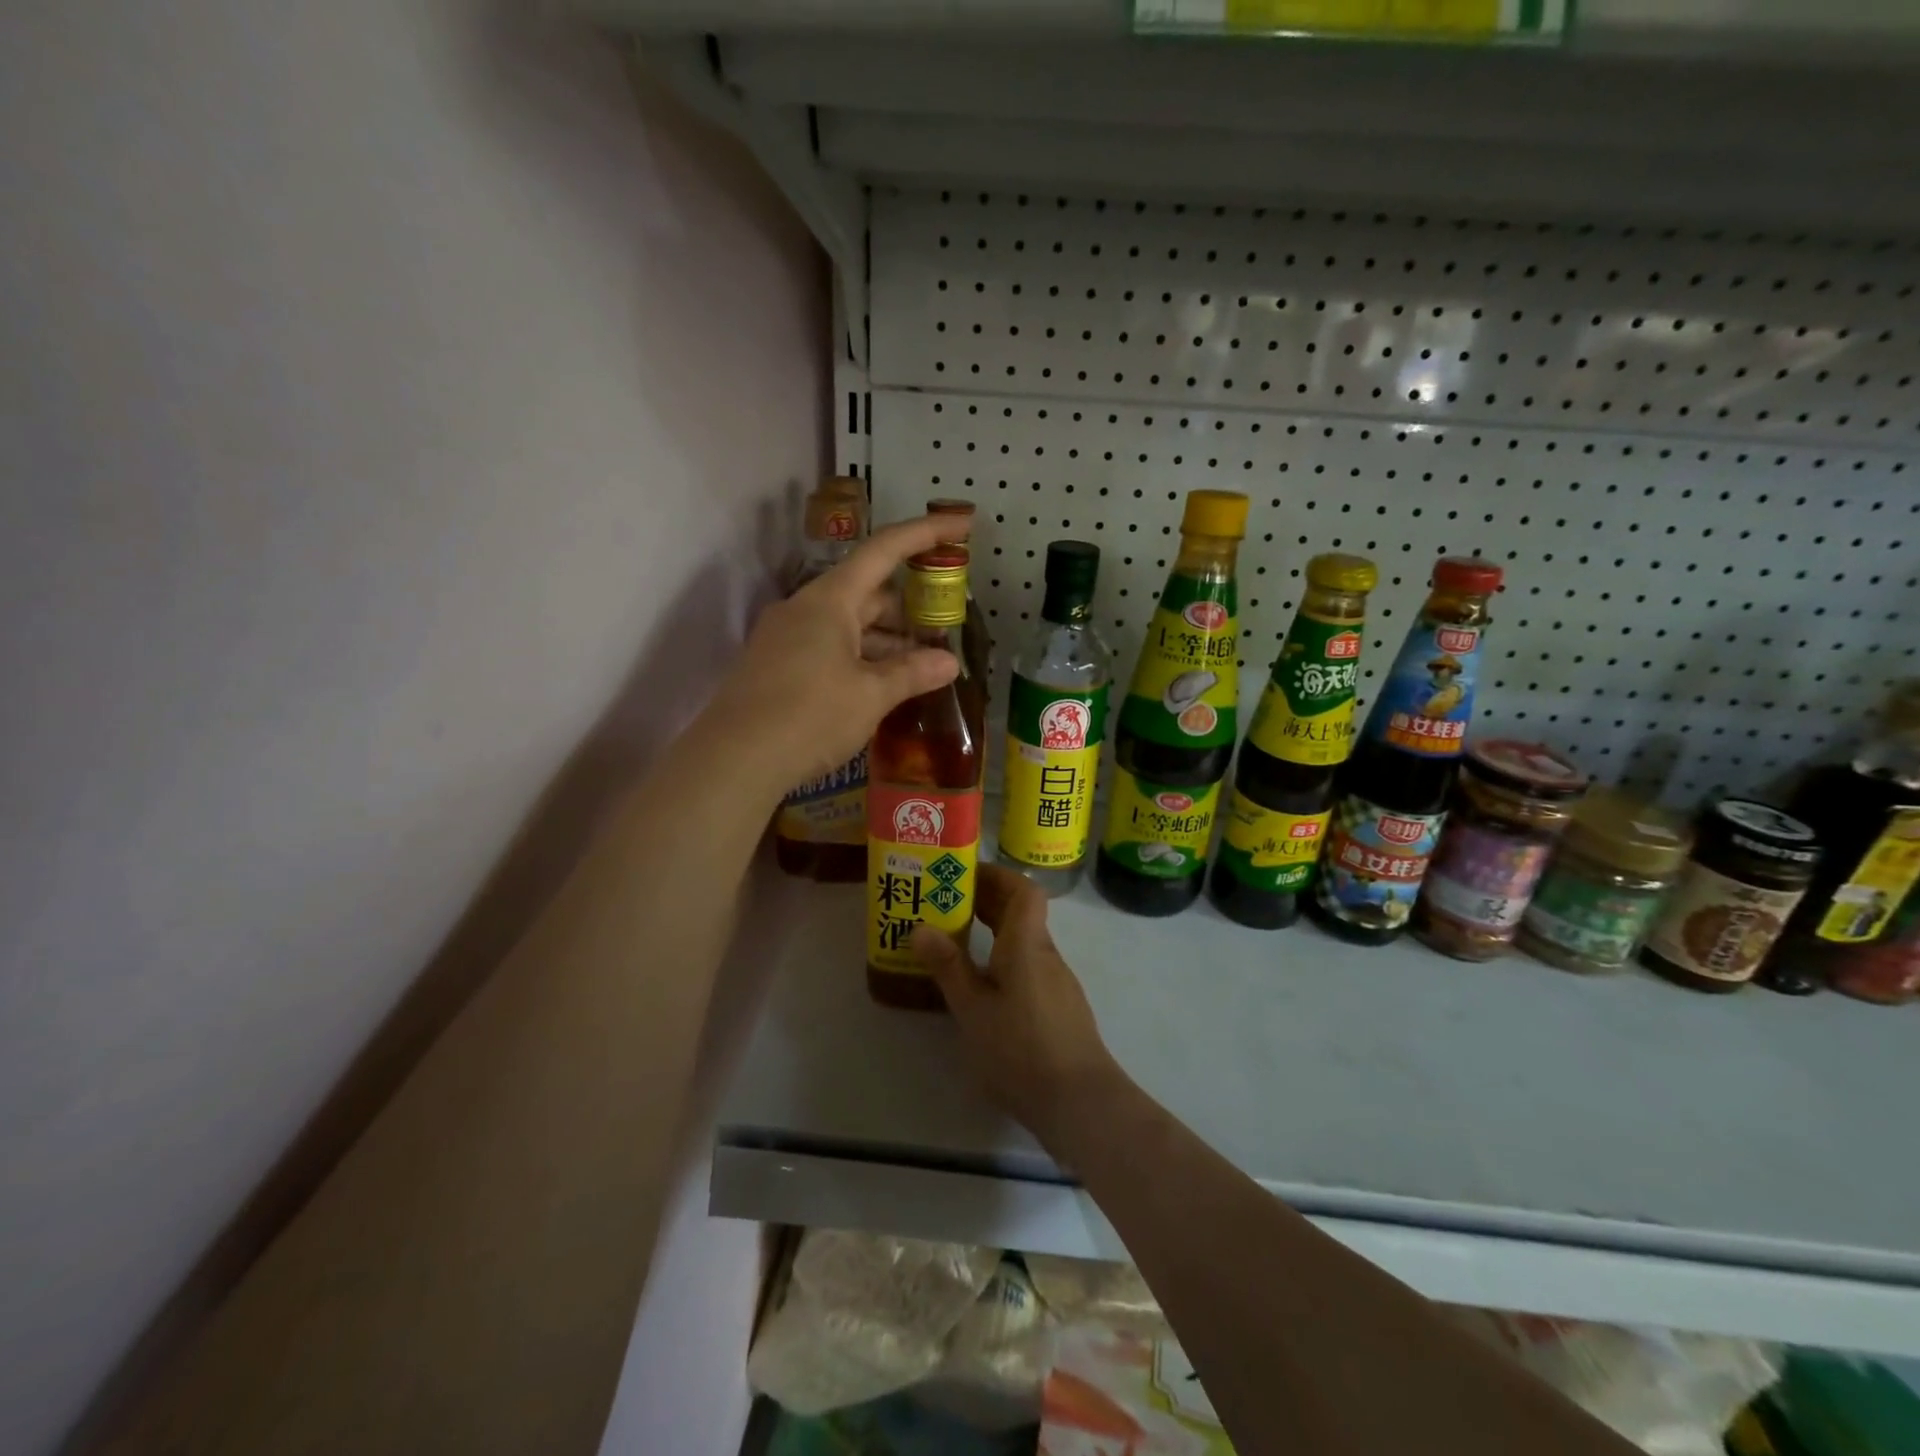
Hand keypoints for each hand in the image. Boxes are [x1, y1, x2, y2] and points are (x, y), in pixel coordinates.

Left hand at [703, 513, 971, 796]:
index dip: (925, 533)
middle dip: (909, 607)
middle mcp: (804, 609)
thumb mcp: (870, 695)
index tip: (961, 525)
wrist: (733, 760)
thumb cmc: (809, 716)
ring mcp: (785, 638)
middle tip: (945, 626)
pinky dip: (860, 658)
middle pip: (867, 592)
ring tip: (922, 665)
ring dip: (886, 640)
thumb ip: (912, 673)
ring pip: (848, 625)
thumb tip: (950, 662)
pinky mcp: (776, 666)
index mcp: (829, 600)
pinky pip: (828, 648)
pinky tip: (881, 685)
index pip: (884, 551)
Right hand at [912, 862, 1124, 1155]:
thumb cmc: (1021, 1048)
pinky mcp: (1059, 1007)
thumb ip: (949, 967)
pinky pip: (1029, 966)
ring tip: (956, 942)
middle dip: (987, 901)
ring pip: (1025, 941)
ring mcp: (1057, 982)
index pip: (1023, 889)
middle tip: (947, 904)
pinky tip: (982, 985)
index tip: (964, 876)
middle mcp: (1046, 954)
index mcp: (1027, 944)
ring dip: (994, 932)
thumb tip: (921, 927)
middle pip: (1023, 912)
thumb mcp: (973, 1008)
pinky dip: (1004, 960)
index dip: (996, 876)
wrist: (1079, 1101)